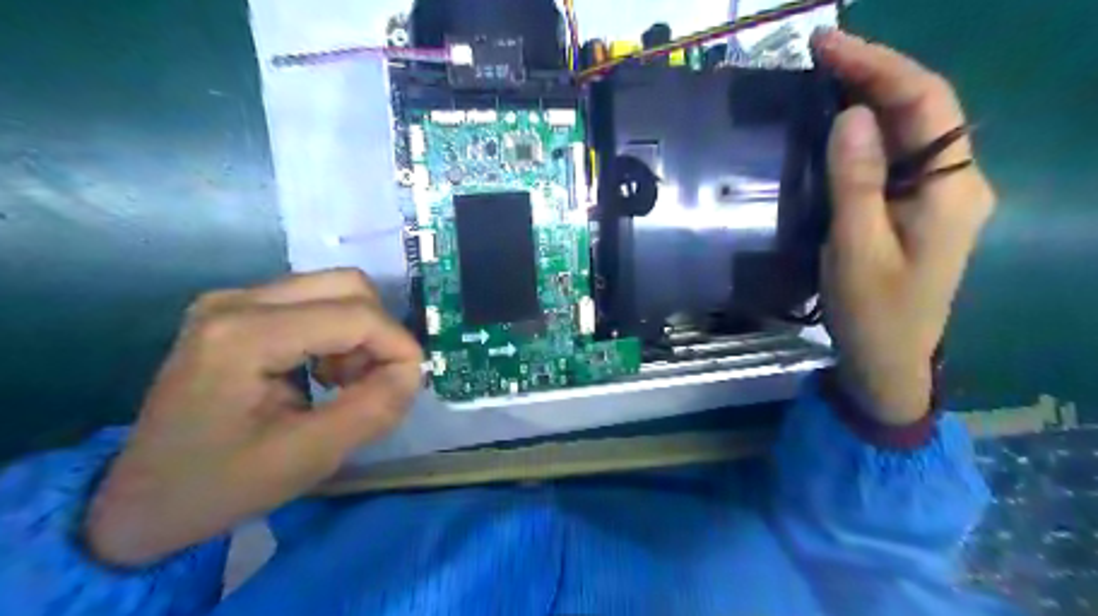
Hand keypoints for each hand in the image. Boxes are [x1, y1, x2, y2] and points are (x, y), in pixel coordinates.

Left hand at [82, 271, 422, 567]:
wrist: (140, 500)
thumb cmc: (219, 485)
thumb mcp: (306, 459)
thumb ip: (372, 410)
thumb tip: (413, 372)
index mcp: (243, 336)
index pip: (353, 316)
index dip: (398, 345)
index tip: (412, 383)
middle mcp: (237, 301)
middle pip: (348, 286)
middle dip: (379, 333)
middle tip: (376, 380)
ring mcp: (234, 300)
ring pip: (335, 290)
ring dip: (360, 333)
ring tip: (347, 382)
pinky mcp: (239, 310)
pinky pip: (315, 302)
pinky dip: (339, 333)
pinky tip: (325, 372)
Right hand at [810, 32, 1002, 425]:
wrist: (888, 359)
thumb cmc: (872, 311)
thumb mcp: (855, 249)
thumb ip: (856, 182)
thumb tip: (852, 116)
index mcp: (951, 189)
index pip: (925, 104)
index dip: (878, 67)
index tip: (827, 45)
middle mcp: (956, 181)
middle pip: (923, 109)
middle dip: (873, 73)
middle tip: (819, 52)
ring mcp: (939, 194)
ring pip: (910, 129)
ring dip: (870, 96)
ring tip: (825, 73)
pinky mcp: (916, 207)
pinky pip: (896, 155)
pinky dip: (867, 130)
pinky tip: (839, 120)